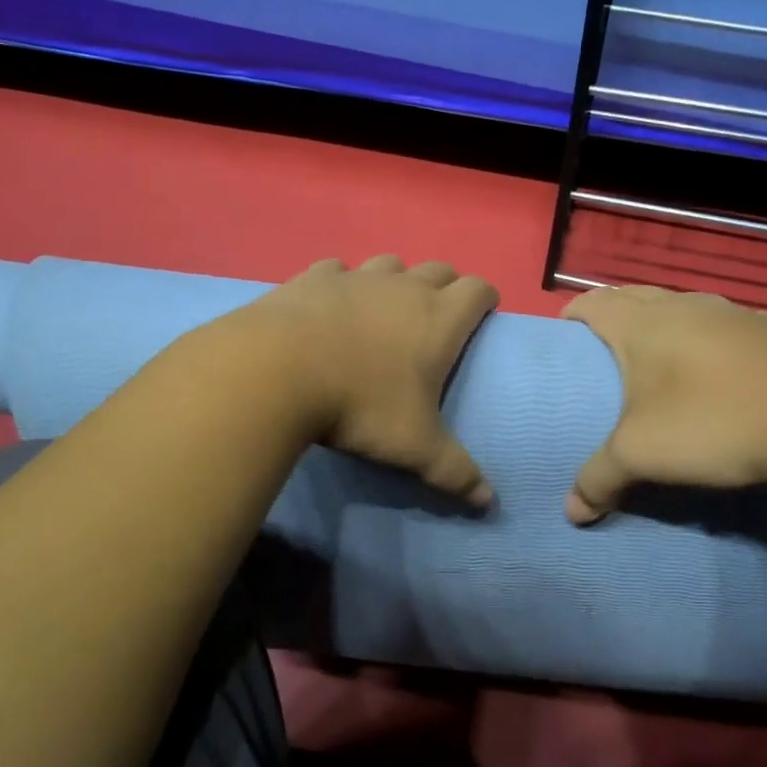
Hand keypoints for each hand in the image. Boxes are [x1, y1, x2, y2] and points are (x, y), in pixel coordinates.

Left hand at [243, 255, 498, 506]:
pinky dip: (342, 282)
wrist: (276, 371)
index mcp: (438, 319)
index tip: (484, 315)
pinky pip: (337, 269)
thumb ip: (454, 471)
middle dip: (445, 287)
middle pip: (438, 270)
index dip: (486, 299)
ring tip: (385, 310)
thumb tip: (489, 502)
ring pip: (389, 264)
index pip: (478, 290)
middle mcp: (402, 288)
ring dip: (396, 280)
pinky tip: (331, 304)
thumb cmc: (359, 405)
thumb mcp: (413, 447)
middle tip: (437, 318)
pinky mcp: (312, 278)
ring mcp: (356, 277)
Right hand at [563, 286, 766, 522]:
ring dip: (662, 321)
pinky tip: (717, 368)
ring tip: (658, 356)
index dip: (573, 314)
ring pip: (681, 304)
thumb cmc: (710, 425)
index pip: (594, 302)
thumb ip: (598, 479)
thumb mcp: (641, 457)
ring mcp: (731, 313)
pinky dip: (706, 336)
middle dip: (613, 313)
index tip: (564, 335)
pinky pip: (722, 322)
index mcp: (642, 324)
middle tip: (603, 347)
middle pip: (634, 295)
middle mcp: (683, 306)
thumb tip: (571, 512)